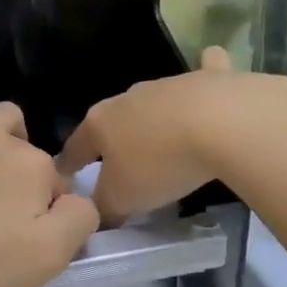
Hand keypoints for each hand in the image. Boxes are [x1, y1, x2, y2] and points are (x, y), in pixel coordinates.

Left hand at [0, 69, 99, 286]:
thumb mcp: (42, 262)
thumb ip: (77, 222)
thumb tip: (78, 199)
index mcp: (34, 170)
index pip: (56, 188)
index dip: (45, 214)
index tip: (24, 239)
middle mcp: (0, 139)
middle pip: (27, 154)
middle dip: (24, 180)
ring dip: (5, 137)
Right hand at [59, 48, 286, 225]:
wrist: (221, 123)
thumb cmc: (160, 163)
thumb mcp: (123, 198)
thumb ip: (104, 207)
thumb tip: (97, 213)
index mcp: (100, 123)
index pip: (76, 146)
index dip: (69, 164)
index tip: (65, 175)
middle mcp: (127, 98)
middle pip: (113, 121)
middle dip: (113, 139)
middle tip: (120, 163)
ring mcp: (167, 84)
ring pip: (153, 102)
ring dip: (153, 118)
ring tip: (164, 141)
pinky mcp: (208, 79)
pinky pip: (203, 74)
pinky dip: (204, 74)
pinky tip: (210, 78)